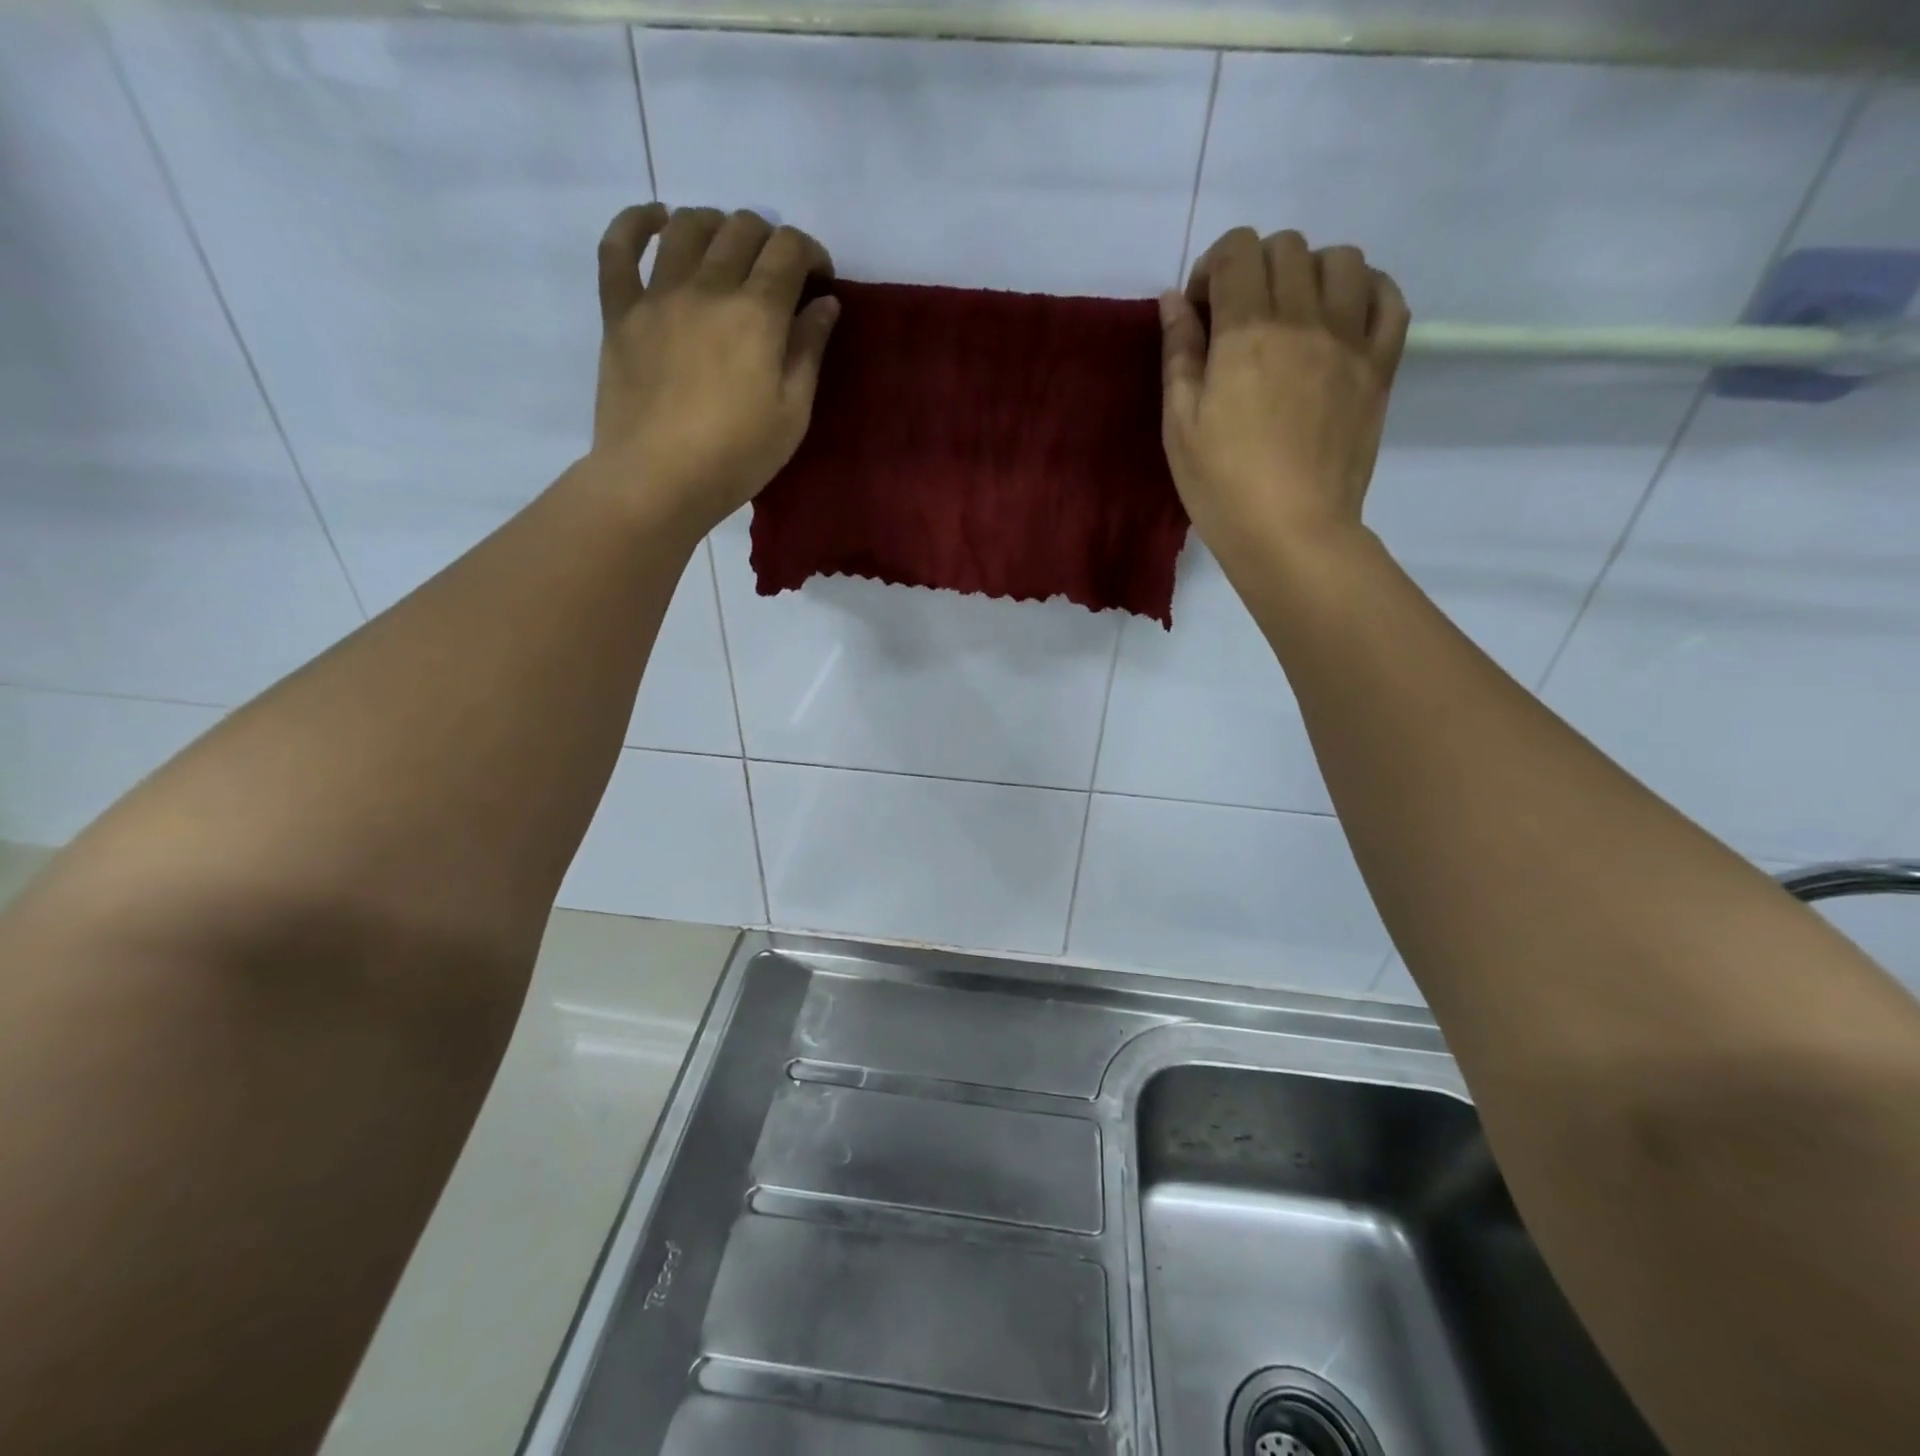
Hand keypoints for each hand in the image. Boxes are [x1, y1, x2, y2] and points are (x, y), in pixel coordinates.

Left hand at [589, 204, 838, 537]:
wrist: (658, 480)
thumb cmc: (737, 457)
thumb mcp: (792, 414)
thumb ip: (808, 351)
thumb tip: (824, 303)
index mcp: (756, 313)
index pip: (788, 249)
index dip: (810, 252)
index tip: (819, 279)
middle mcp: (707, 287)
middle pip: (741, 229)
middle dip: (769, 240)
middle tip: (777, 275)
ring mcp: (658, 294)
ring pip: (687, 226)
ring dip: (716, 226)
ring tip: (727, 251)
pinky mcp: (619, 311)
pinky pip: (618, 247)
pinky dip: (637, 223)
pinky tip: (657, 221)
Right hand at [1159, 227, 1409, 577]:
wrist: (1291, 531)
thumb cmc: (1221, 486)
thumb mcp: (1179, 426)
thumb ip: (1178, 355)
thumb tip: (1175, 300)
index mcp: (1246, 331)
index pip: (1237, 250)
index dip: (1213, 268)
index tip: (1202, 312)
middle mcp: (1303, 317)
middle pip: (1287, 247)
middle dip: (1254, 269)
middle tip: (1239, 319)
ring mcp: (1350, 338)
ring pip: (1341, 259)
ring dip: (1309, 273)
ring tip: (1291, 315)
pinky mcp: (1380, 365)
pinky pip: (1388, 297)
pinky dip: (1364, 291)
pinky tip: (1341, 317)